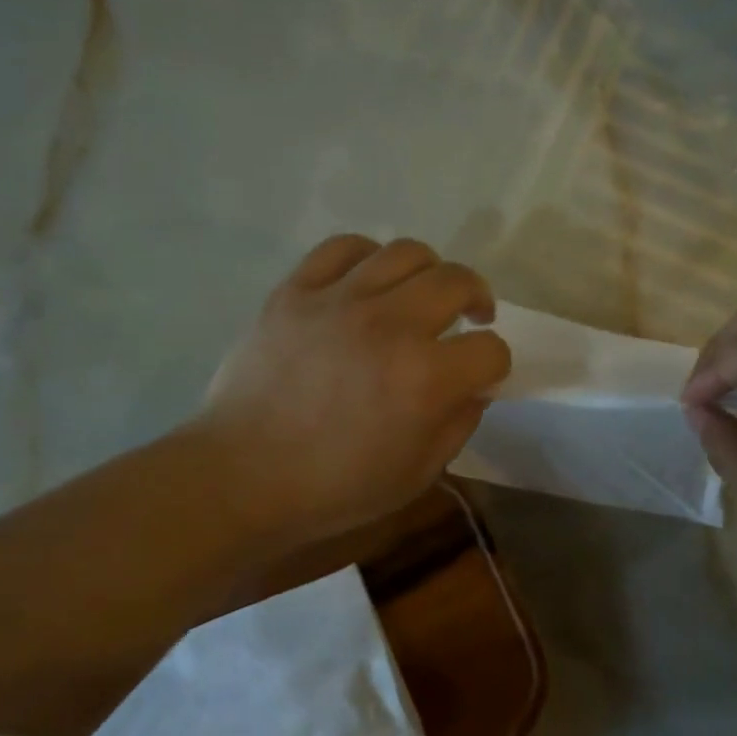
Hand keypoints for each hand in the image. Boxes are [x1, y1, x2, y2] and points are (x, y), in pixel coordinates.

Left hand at [191, 235, 510, 549]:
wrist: (242, 476)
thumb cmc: (334, 488)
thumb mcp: (417, 475)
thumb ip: (458, 424)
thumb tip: (474, 386)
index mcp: (425, 378)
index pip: (490, 350)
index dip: (494, 365)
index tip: (480, 376)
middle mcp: (390, 326)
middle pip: (457, 281)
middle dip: (477, 298)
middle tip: (471, 315)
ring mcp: (339, 301)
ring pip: (406, 252)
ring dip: (430, 271)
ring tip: (422, 292)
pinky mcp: (296, 291)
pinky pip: (344, 247)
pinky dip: (368, 256)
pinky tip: (370, 279)